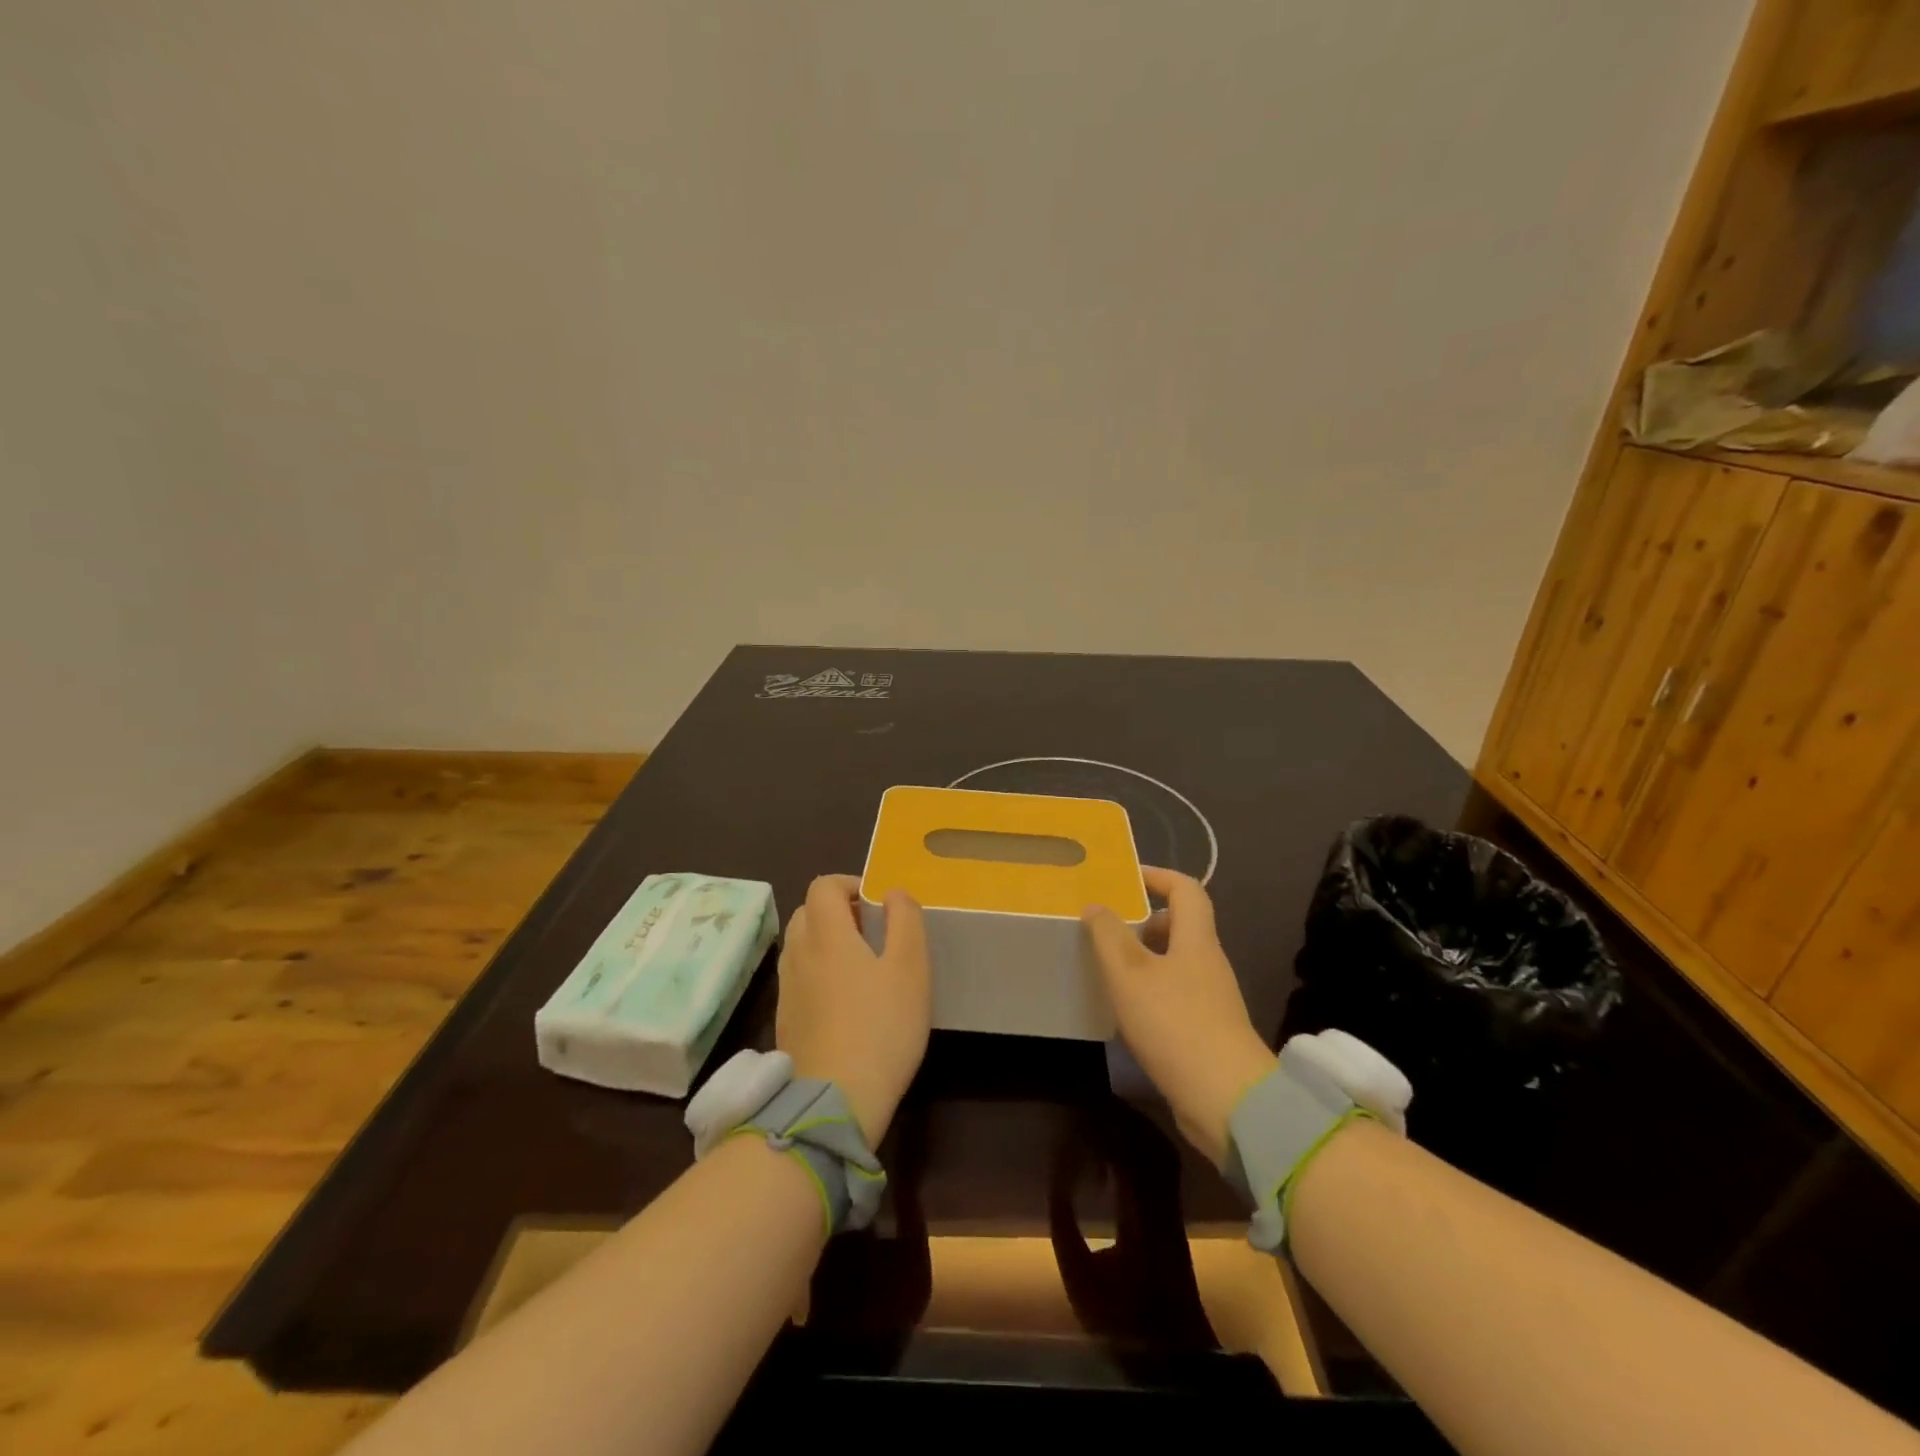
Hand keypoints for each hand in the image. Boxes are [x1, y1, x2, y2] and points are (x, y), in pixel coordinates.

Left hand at [775, 875, 930, 1144]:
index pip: (822, 886)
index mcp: (826, 934)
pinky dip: (818, 972)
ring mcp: (787, 989)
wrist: (834, 1101)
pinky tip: (845, 1002)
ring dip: (826, 942)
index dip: (849, 884)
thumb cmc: (881, 1027)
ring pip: (801, 945)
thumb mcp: (910, 968)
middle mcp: (798, 953)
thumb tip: (893, 892)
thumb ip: (906, 920)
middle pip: (808, 912)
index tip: (877, 904)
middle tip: (872, 932)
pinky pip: (798, 977)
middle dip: (838, 912)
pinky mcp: (785, 1020)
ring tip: (862, 966)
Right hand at [1083, 867, 1276, 1166]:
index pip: (1186, 889)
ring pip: (1176, 962)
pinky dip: (1150, 989)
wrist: (1227, 1100)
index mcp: (1196, 940)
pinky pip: (1176, 993)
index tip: (1125, 877)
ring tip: (1108, 967)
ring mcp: (1212, 999)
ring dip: (1144, 957)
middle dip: (1144, 921)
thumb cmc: (1175, 1024)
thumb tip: (1097, 905)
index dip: (1158, 876)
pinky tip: (1126, 1010)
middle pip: (1181, 926)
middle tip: (1107, 928)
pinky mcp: (1208, 1030)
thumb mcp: (1130, 974)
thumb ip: (1109, 935)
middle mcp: (1209, 963)